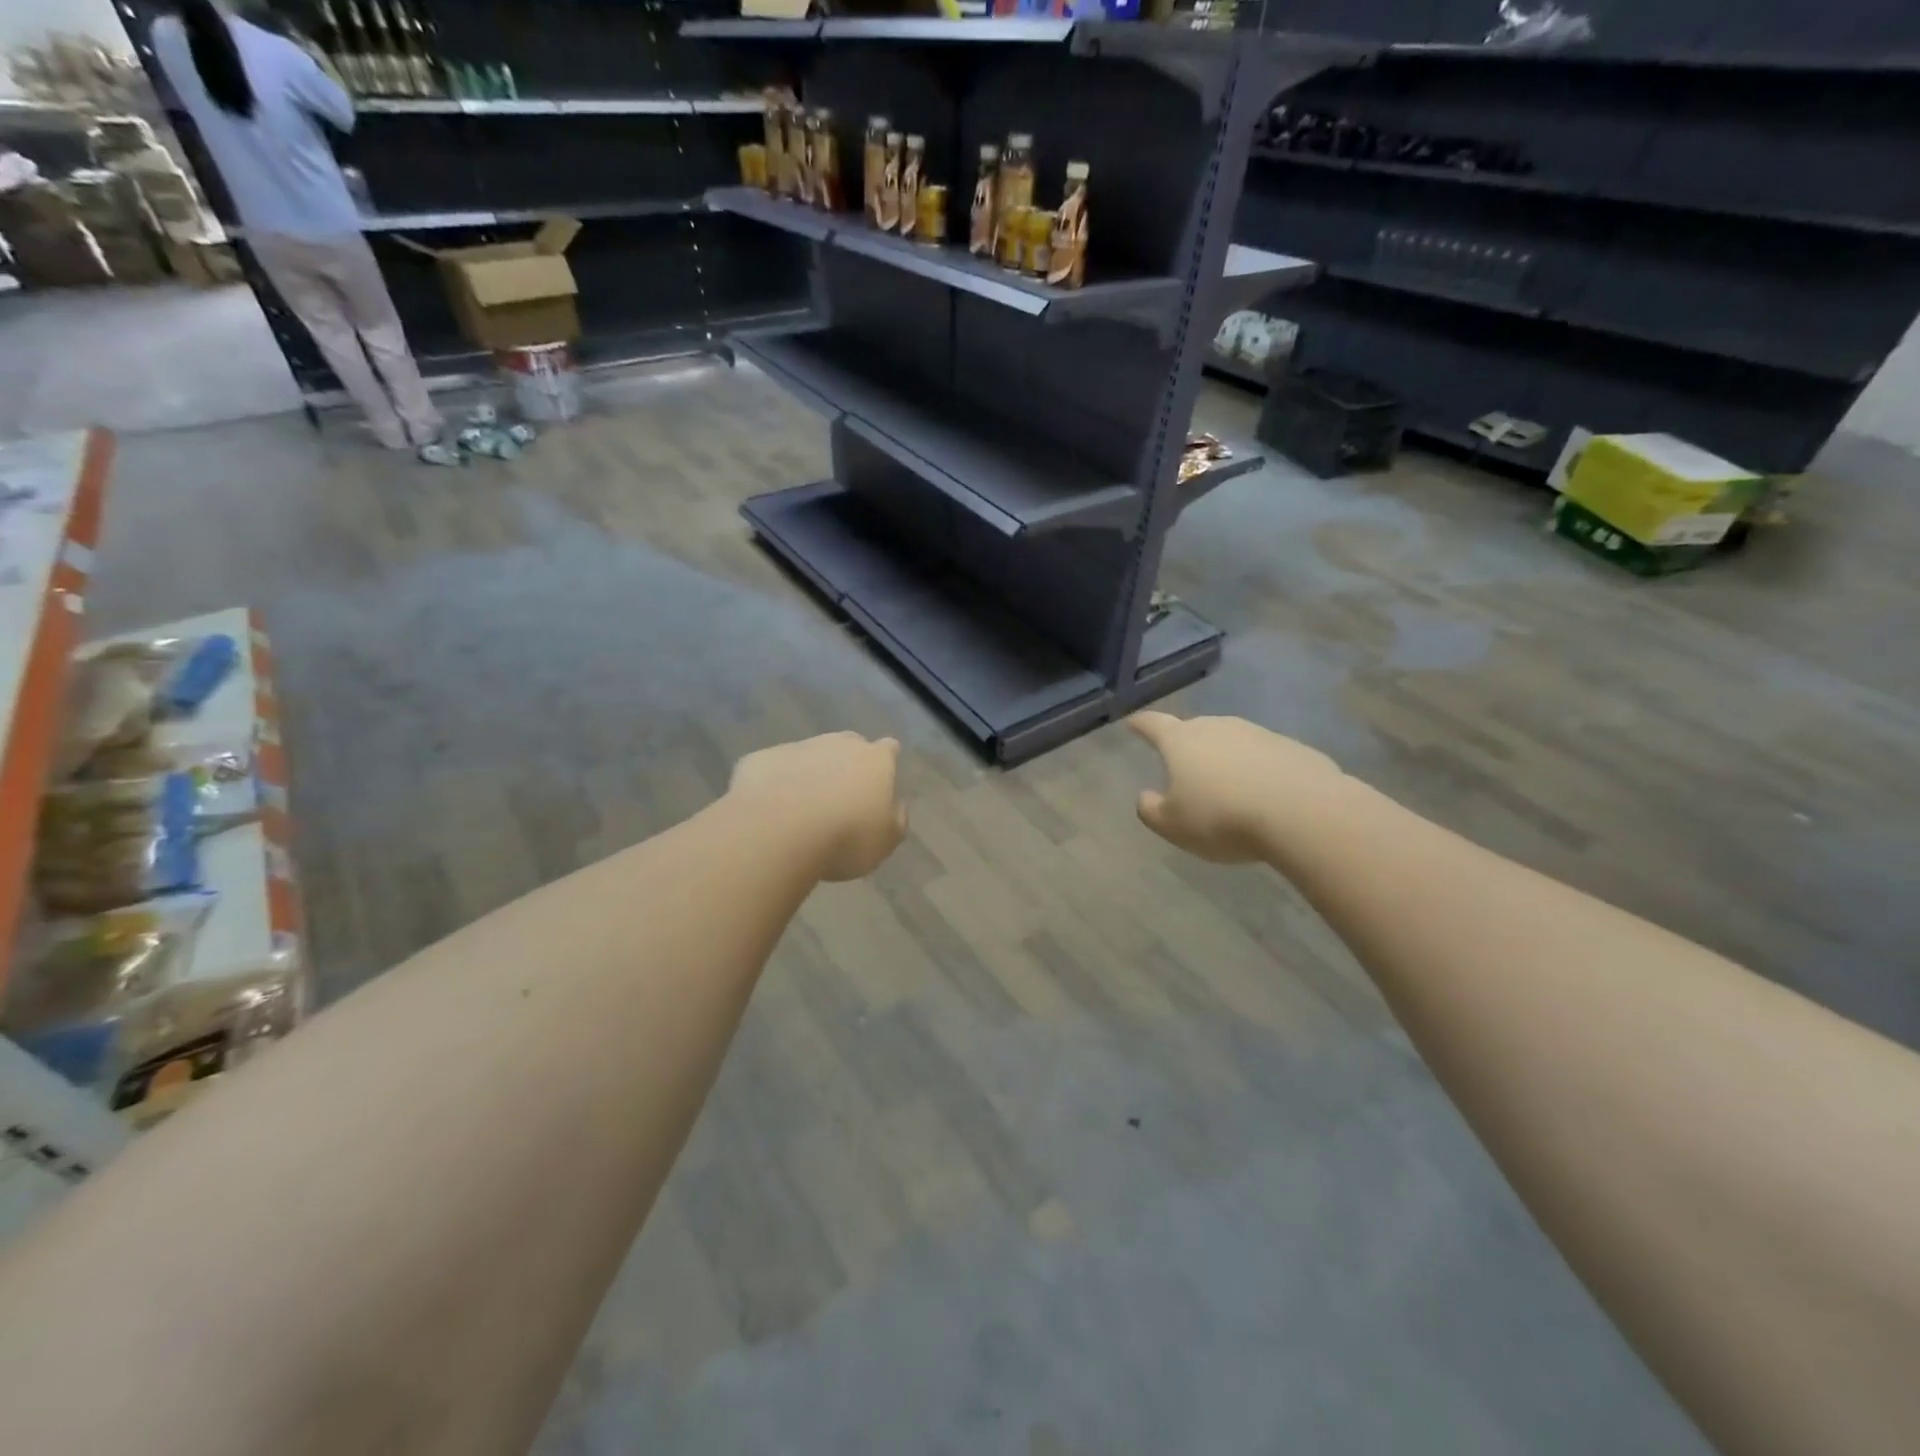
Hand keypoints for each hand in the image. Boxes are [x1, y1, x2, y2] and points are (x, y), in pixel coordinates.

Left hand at [727, 732, 907, 881]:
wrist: (777, 831)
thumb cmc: (845, 837)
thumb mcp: (886, 841)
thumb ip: (895, 819)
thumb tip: (893, 807)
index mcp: (875, 760)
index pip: (889, 749)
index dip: (886, 763)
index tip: (880, 783)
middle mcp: (838, 744)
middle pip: (848, 745)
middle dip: (846, 764)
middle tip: (840, 798)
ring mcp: (797, 747)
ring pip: (808, 755)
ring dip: (809, 774)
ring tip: (801, 810)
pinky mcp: (760, 759)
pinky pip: (773, 770)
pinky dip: (774, 784)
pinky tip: (769, 812)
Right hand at [1126, 712, 1340, 862]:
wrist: (1302, 812)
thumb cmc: (1222, 817)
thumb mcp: (1172, 825)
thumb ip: (1151, 809)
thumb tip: (1146, 796)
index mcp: (1181, 741)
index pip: (1153, 724)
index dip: (1141, 724)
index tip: (1133, 723)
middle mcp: (1217, 727)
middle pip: (1194, 730)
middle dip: (1186, 745)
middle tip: (1183, 766)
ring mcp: (1258, 734)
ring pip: (1231, 742)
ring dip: (1225, 759)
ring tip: (1227, 787)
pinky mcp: (1292, 748)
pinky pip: (1265, 758)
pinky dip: (1258, 771)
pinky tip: (1264, 797)